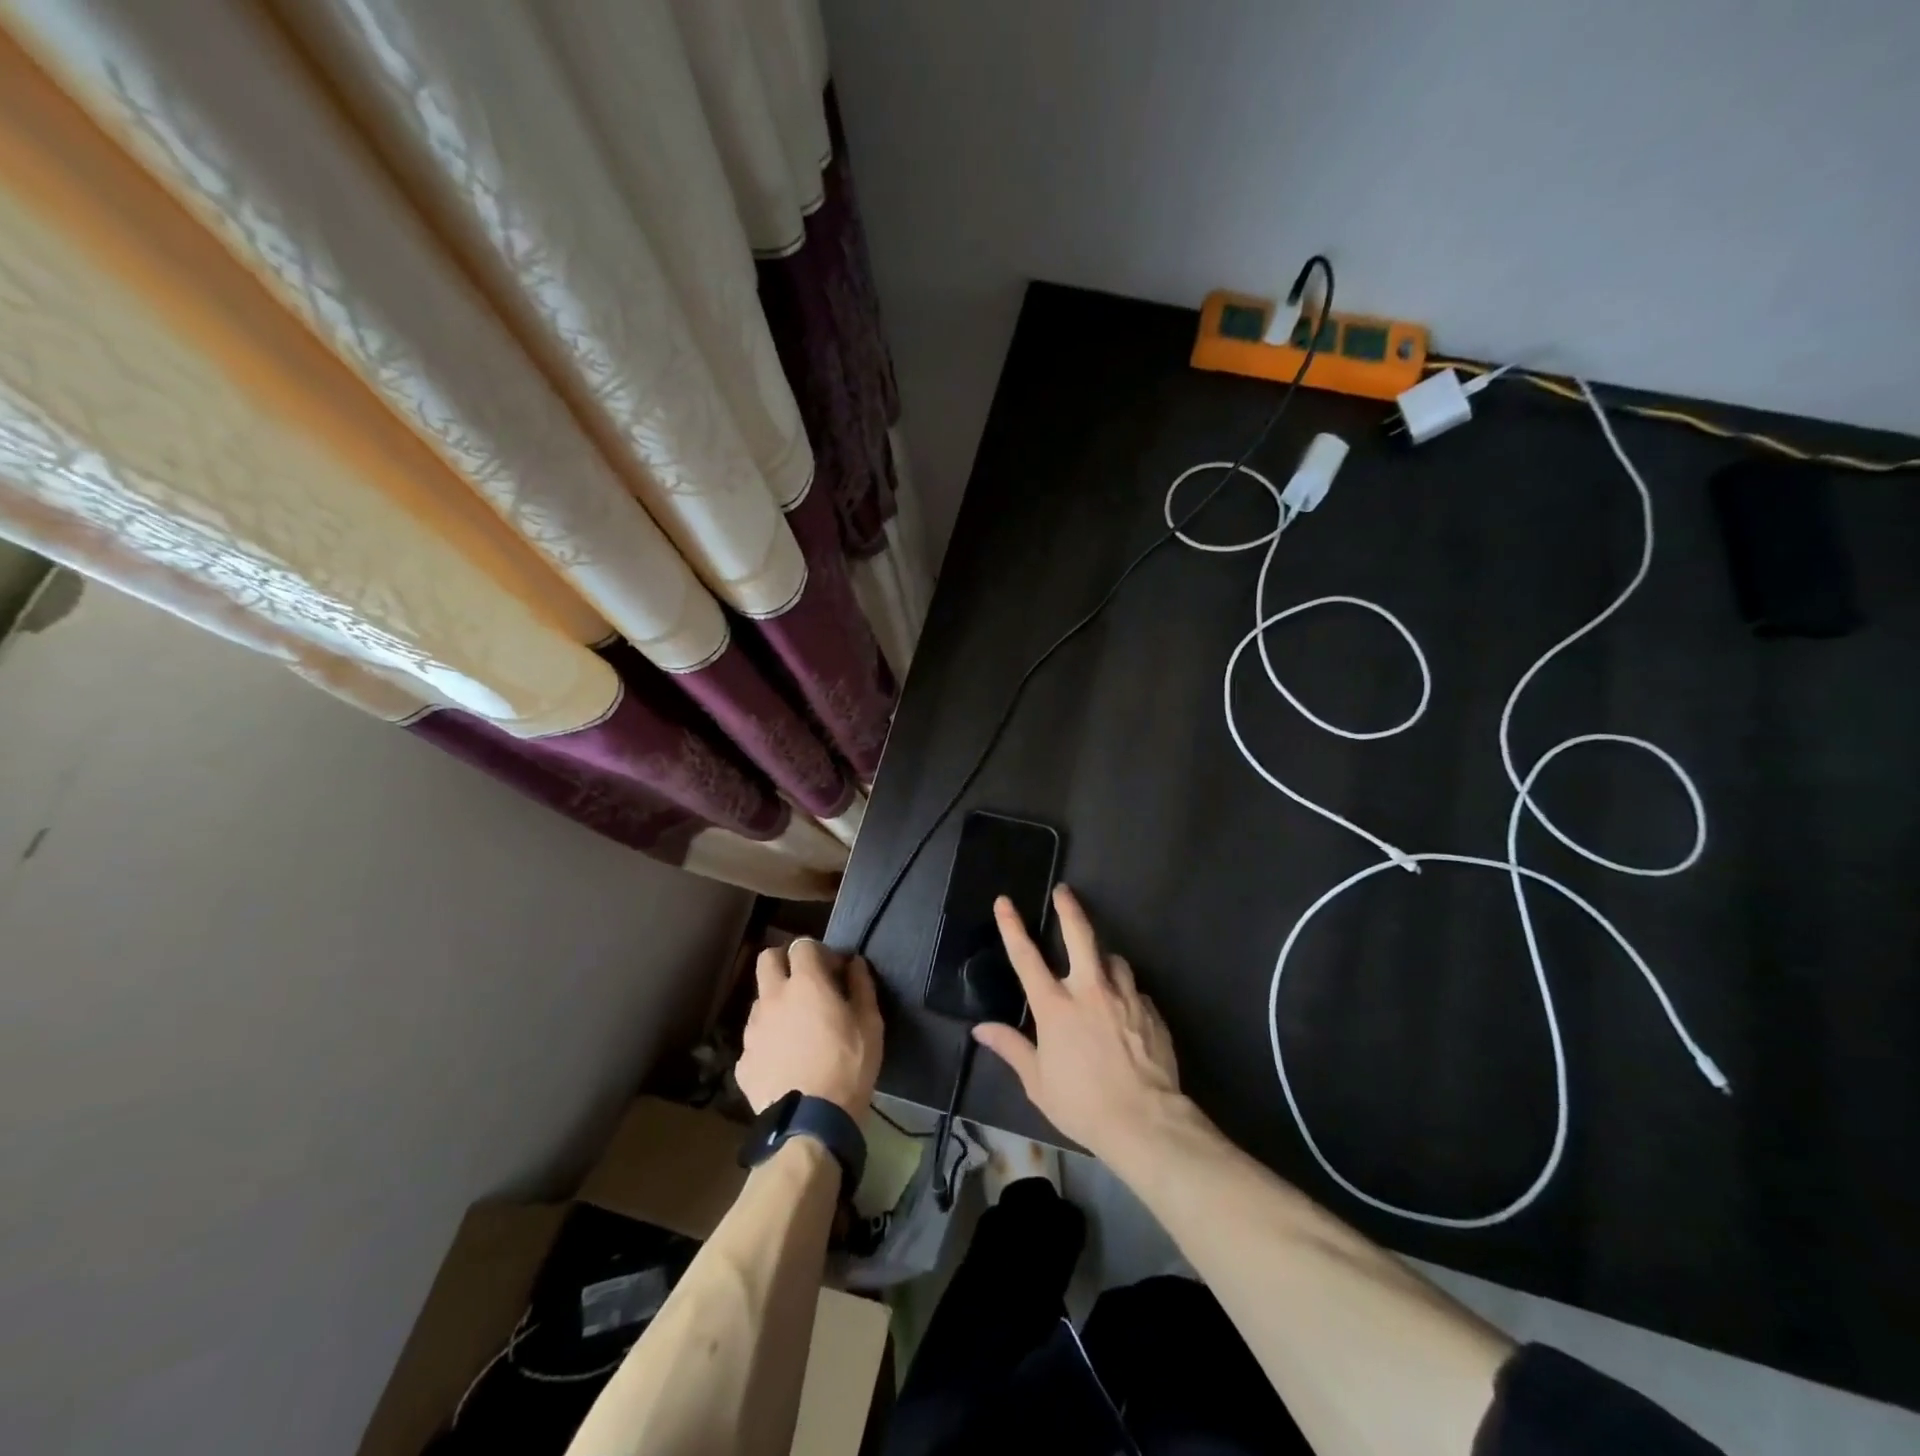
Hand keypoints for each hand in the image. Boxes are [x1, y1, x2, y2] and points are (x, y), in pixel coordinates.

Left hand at [736, 940, 882, 1119]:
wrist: (810, 1124)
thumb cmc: (848, 1067)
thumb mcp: (870, 1024)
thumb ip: (861, 986)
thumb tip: (854, 963)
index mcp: (804, 983)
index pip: (802, 945)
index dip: (820, 952)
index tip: (835, 971)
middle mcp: (772, 998)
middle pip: (767, 959)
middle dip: (785, 962)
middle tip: (807, 984)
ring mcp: (753, 1030)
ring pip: (760, 1000)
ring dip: (777, 1003)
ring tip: (797, 1029)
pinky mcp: (743, 1061)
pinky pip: (756, 1039)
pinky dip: (769, 1041)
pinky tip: (785, 1061)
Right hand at [973, 885, 1182, 1163]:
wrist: (1146, 1121)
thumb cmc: (1083, 1104)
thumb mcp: (1038, 1082)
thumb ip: (1011, 1048)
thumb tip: (981, 1028)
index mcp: (1056, 1006)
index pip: (1026, 957)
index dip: (1012, 926)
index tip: (1005, 902)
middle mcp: (1090, 990)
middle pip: (1079, 935)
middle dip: (1069, 908)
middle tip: (1064, 891)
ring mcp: (1124, 996)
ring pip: (1113, 959)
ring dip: (1104, 960)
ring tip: (1101, 970)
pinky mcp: (1151, 1010)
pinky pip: (1134, 991)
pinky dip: (1125, 994)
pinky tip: (1125, 1014)